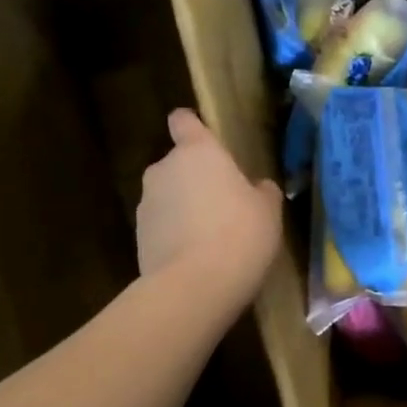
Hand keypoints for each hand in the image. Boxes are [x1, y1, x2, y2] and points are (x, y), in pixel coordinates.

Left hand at [137, 109, 281, 302]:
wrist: (194, 285)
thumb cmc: (240, 234)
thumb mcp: (268, 211)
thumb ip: (262, 191)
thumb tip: (258, 187)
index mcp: (198, 152)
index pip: (184, 121)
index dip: (192, 126)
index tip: (204, 137)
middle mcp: (164, 169)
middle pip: (178, 164)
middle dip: (195, 179)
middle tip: (224, 205)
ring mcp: (146, 204)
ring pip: (169, 197)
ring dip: (185, 209)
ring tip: (212, 238)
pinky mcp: (138, 237)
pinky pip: (162, 227)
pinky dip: (176, 236)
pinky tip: (198, 259)